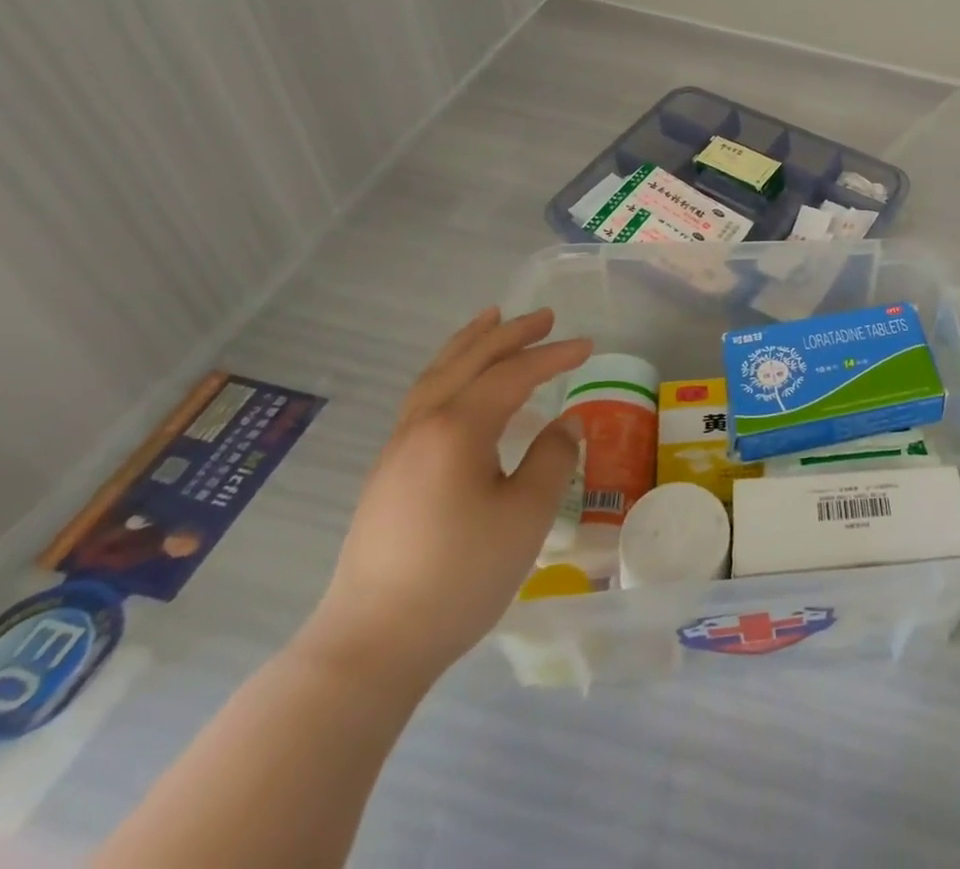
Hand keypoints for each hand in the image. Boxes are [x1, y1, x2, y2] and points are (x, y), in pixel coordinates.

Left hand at [304, 307, 592, 681]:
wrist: (370, 645)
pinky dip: (449, 373)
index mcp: (457, 428)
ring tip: (491, 321)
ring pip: (437, 376)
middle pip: (469, 361)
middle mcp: (423, 425)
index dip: (553, 356)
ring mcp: (398, 449)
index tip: (589, 345)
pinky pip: (423, 398)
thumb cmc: (459, 575)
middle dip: (509, 334)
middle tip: (544, 315)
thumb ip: (552, 458)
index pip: (513, 374)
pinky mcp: (388, 474)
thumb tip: (566, 424)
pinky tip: (461, 386)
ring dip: (470, 344)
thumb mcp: (526, 515)